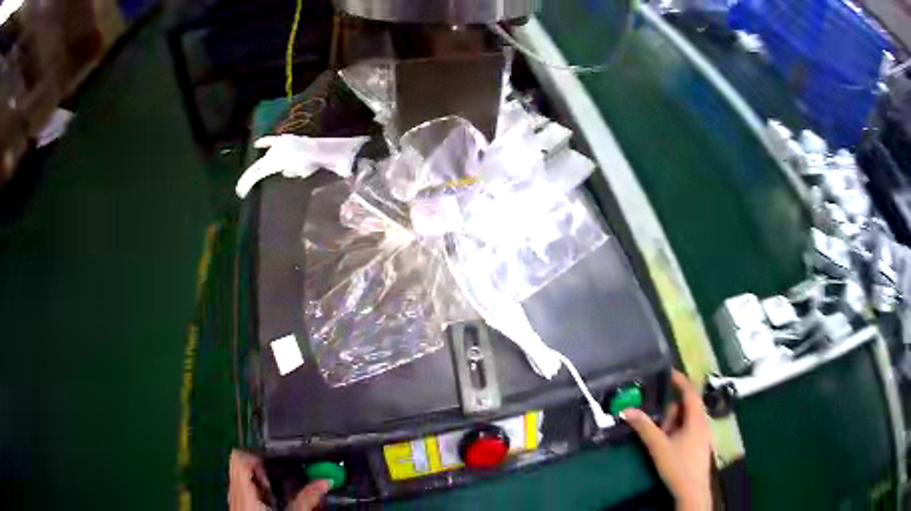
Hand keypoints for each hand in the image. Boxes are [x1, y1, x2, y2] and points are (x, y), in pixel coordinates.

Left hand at [228, 450, 331, 510]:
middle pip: (240, 465)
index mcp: (244, 489)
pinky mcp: (237, 506)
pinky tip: (268, 503)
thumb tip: (325, 482)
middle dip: (260, 469)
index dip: (255, 455)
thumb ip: (307, 498)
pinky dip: (254, 490)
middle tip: (277, 479)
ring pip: (240, 477)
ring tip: (274, 492)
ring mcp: (234, 499)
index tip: (272, 464)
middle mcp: (235, 491)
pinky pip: (241, 489)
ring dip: (257, 480)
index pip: (239, 457)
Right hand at [621, 370, 712, 510]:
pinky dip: (678, 430)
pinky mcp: (700, 445)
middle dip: (671, 410)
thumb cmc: (677, 465)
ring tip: (661, 436)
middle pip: (687, 406)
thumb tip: (627, 410)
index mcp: (696, 419)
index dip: (680, 380)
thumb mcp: (658, 446)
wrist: (692, 490)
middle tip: (658, 421)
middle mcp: (703, 423)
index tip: (668, 372)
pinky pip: (689, 430)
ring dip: (674, 423)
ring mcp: (703, 435)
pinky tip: (669, 444)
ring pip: (688, 420)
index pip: (690, 392)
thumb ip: (644, 427)